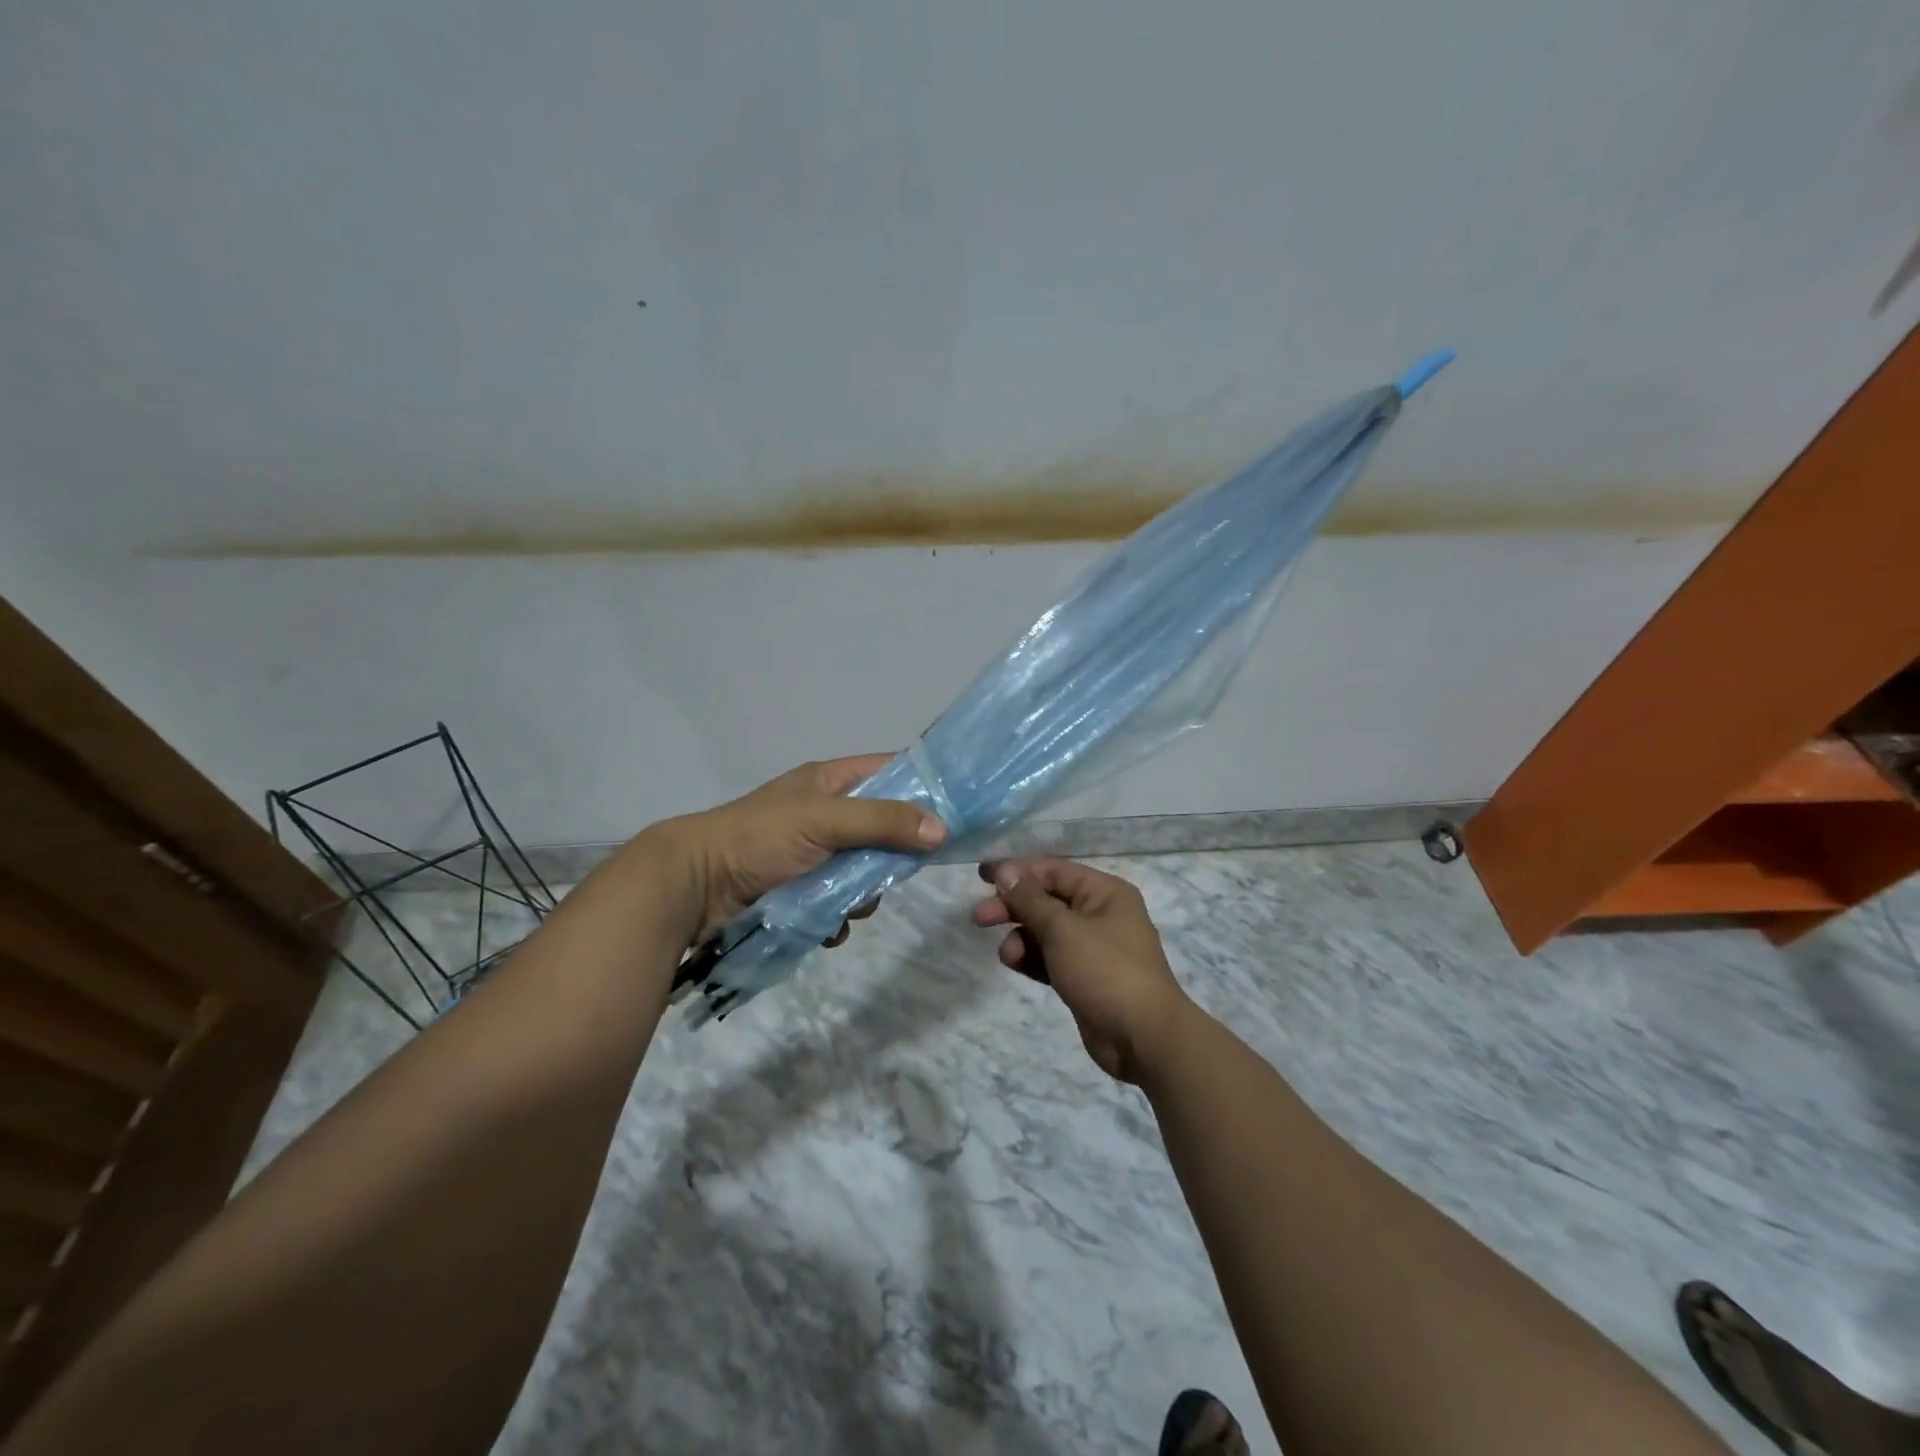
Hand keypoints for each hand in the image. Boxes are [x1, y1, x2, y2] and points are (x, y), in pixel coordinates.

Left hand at [645, 755, 945, 947]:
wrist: (694, 887)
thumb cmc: (759, 839)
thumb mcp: (824, 820)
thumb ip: (882, 821)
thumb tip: (941, 828)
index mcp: (829, 782)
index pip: (890, 771)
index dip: (923, 784)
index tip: (956, 809)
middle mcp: (826, 814)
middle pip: (884, 828)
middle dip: (891, 855)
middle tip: (891, 871)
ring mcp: (814, 855)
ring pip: (866, 872)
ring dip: (863, 893)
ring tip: (845, 905)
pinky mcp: (802, 891)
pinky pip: (841, 903)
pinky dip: (839, 916)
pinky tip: (827, 925)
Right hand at [972, 857, 1194, 1082]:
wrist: (1144, 1038)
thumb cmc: (1106, 971)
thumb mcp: (1063, 929)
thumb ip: (1030, 899)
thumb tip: (1005, 871)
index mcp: (1104, 892)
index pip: (1053, 870)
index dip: (1016, 870)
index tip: (982, 876)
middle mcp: (1100, 913)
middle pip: (1046, 899)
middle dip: (1013, 906)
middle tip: (978, 917)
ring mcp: (1092, 947)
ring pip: (1045, 931)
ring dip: (1021, 937)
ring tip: (1007, 954)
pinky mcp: (1083, 976)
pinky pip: (1050, 957)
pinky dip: (1031, 957)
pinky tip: (1014, 963)